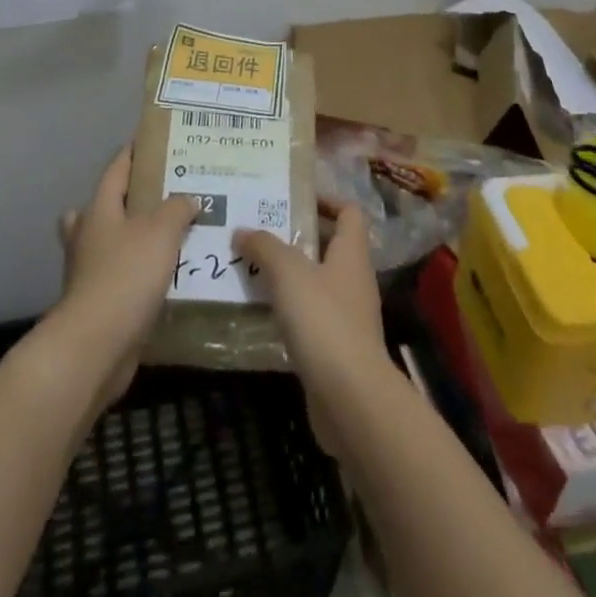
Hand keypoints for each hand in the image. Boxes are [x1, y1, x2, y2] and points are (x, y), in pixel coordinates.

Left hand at [54, 146, 196, 405]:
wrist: (96, 346)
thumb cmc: (126, 275)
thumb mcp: (161, 231)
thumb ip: (177, 208)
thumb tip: (188, 198)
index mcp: (99, 210)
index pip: (116, 170)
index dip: (132, 154)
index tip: (152, 142)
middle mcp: (89, 236)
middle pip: (105, 208)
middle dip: (128, 200)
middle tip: (163, 195)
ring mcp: (90, 272)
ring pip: (112, 244)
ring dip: (135, 240)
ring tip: (172, 237)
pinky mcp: (99, 304)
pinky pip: (122, 279)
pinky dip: (141, 275)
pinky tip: (169, 278)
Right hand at [235, 205, 383, 450]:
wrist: (350, 398)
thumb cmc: (323, 320)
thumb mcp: (288, 272)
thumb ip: (264, 246)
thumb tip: (242, 229)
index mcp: (351, 252)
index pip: (348, 211)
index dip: (325, 199)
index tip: (292, 198)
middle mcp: (354, 278)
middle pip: (329, 245)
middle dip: (296, 235)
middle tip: (259, 229)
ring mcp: (348, 315)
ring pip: (316, 281)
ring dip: (289, 274)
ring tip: (251, 266)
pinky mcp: (336, 347)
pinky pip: (310, 315)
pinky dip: (289, 309)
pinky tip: (260, 309)